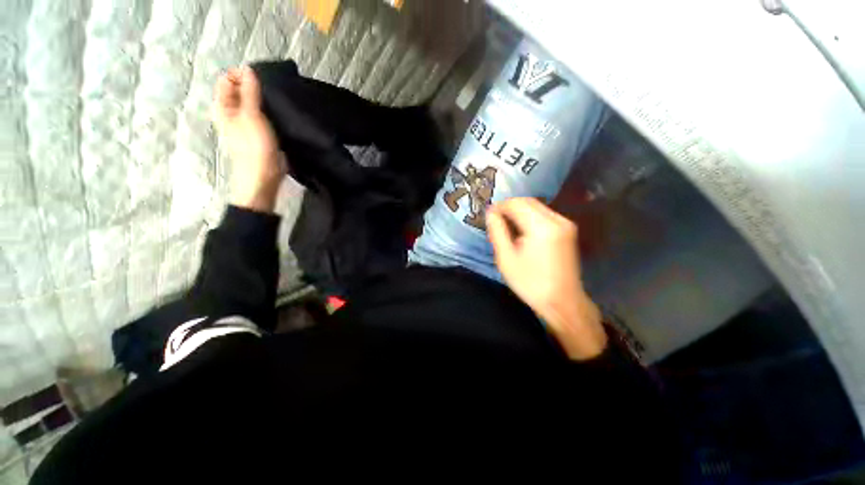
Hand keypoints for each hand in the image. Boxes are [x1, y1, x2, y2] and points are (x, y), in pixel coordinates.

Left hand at [212, 66, 285, 211]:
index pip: (227, 79)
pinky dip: (269, 112)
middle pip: (240, 91)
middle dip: (255, 87)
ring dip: (264, 101)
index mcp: (222, 106)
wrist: (263, 177)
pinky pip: (262, 116)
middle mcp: (231, 113)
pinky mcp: (259, 133)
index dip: (242, 76)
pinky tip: (280, 115)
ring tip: (278, 104)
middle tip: (272, 94)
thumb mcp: (251, 116)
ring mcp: (245, 124)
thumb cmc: (255, 146)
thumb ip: (249, 92)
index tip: (262, 82)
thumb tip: (248, 69)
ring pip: (252, 104)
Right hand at [486, 198, 605, 359]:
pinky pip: (544, 214)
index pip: (516, 204)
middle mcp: (557, 220)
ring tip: (506, 225)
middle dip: (509, 206)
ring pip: (537, 206)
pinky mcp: (568, 230)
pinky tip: (522, 230)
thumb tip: (491, 213)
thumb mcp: (506, 258)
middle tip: (495, 219)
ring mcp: (565, 224)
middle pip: (528, 201)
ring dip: (519, 211)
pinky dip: (530, 216)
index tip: (488, 214)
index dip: (500, 206)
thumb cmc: (530, 283)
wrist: (563, 301)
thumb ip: (497, 231)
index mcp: (541, 227)